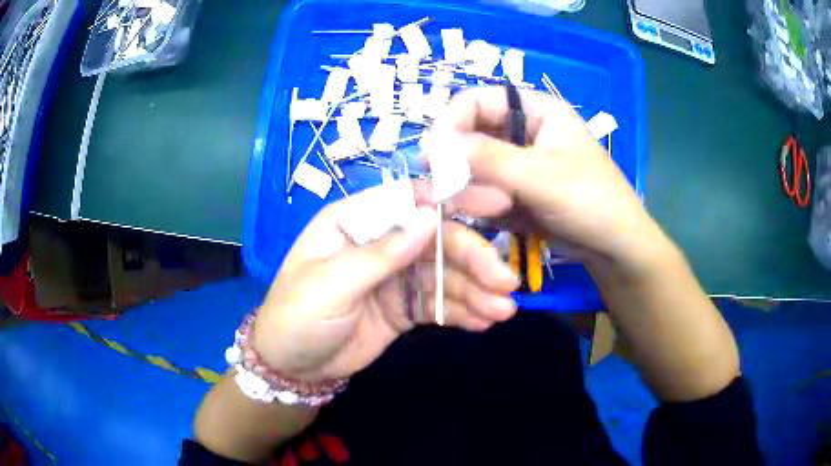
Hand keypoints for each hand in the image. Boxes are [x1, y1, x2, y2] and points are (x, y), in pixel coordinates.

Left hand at [251, 187, 518, 382]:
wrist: (292, 367)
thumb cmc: (297, 317)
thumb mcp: (330, 285)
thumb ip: (380, 254)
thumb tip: (429, 217)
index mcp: (354, 222)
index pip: (408, 200)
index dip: (451, 199)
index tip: (496, 205)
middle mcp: (380, 242)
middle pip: (436, 241)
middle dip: (473, 260)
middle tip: (505, 282)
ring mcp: (395, 277)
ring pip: (444, 276)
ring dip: (476, 291)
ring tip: (503, 310)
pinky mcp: (404, 308)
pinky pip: (439, 304)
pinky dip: (463, 311)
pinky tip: (485, 321)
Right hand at [423, 87, 664, 271]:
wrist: (615, 248)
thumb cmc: (591, 201)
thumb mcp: (540, 176)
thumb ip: (487, 158)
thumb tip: (431, 147)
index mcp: (536, 110)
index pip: (477, 100)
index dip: (450, 122)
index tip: (432, 155)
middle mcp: (523, 131)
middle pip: (472, 133)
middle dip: (460, 162)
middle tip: (448, 189)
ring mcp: (519, 163)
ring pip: (475, 166)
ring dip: (472, 188)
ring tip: (492, 210)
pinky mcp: (516, 192)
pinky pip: (485, 191)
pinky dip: (482, 205)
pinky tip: (497, 218)